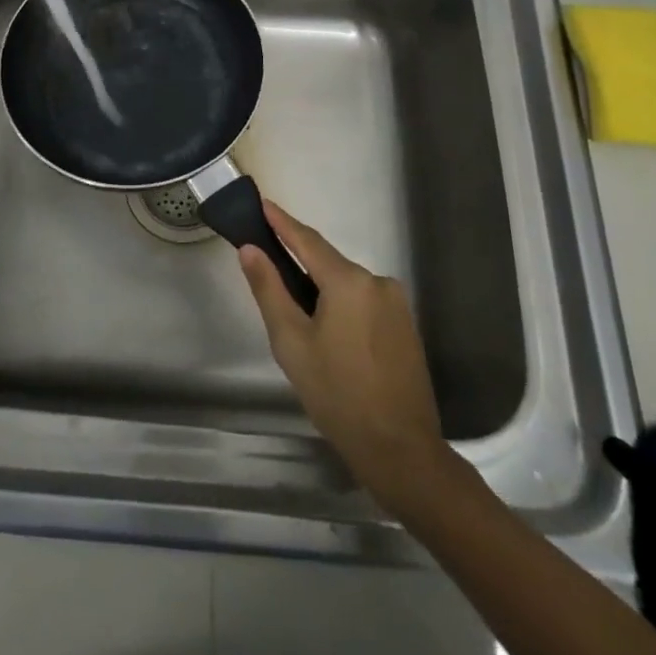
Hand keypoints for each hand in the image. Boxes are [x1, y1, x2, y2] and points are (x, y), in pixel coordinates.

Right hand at [239, 199, 459, 510]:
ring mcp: (397, 304)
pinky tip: (329, 331)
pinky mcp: (406, 326)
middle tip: (268, 266)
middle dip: (299, 262)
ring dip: (321, 289)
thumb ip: (269, 289)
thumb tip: (250, 249)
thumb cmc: (338, 395)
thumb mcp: (291, 343)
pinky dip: (342, 305)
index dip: (282, 222)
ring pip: (347, 285)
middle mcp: (377, 281)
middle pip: (328, 263)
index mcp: (349, 281)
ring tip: (296, 313)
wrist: (402, 452)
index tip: (262, 202)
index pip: (307, 240)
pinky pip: (364, 302)